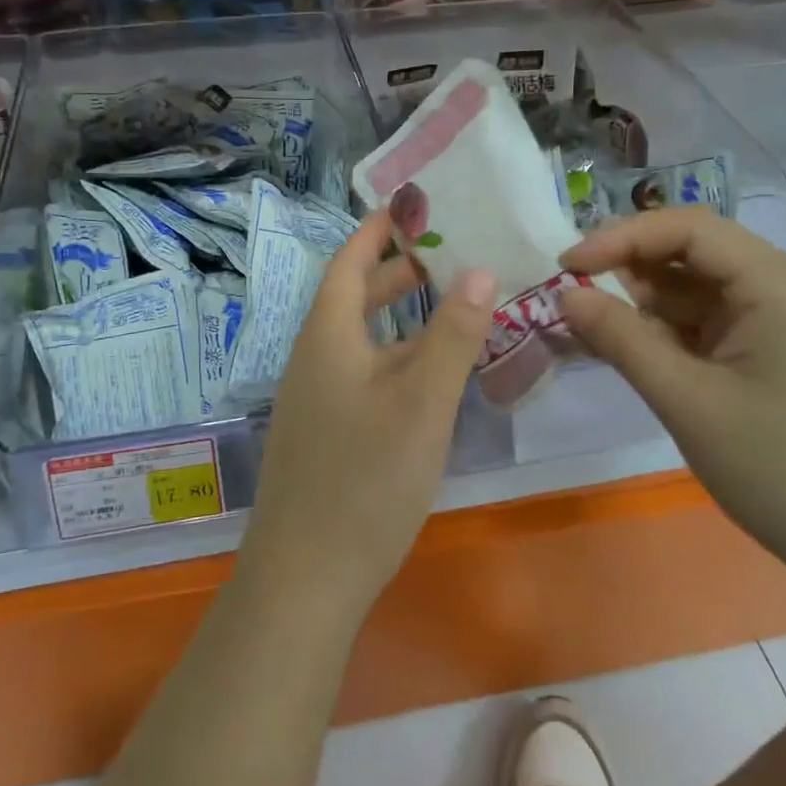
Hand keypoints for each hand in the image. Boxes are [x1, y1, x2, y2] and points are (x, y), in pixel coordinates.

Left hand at [239, 211, 495, 619]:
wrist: (305, 578)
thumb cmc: (364, 480)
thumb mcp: (421, 402)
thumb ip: (452, 336)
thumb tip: (479, 269)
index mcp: (327, 336)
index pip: (349, 262)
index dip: (378, 231)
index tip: (413, 208)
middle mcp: (315, 358)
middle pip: (354, 298)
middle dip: (398, 273)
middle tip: (449, 255)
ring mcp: (317, 399)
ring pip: (364, 341)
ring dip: (403, 320)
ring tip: (455, 310)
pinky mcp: (326, 434)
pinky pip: (365, 375)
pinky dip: (399, 360)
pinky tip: (432, 378)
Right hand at [558, 209, 785, 599]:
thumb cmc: (781, 471)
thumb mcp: (686, 401)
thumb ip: (620, 338)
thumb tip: (564, 293)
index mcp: (778, 285)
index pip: (688, 229)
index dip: (620, 237)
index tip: (565, 265)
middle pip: (693, 252)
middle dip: (629, 269)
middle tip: (570, 297)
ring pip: (698, 289)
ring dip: (644, 303)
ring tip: (590, 329)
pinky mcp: (779, 351)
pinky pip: (712, 322)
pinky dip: (668, 331)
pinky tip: (631, 349)